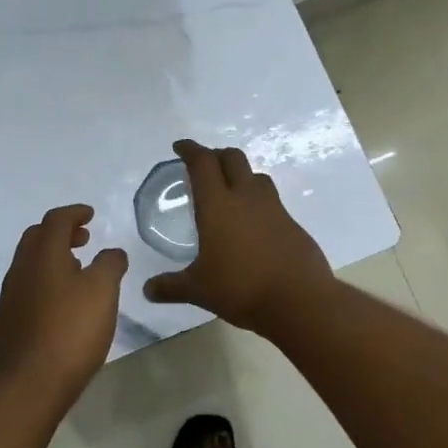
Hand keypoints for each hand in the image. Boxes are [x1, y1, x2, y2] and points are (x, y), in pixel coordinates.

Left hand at [0, 204, 128, 412]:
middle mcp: (21, 270)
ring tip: (77, 270)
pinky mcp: (7, 323)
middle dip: (60, 233)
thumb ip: (110, 264)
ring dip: (52, 258)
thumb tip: (112, 252)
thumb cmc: (71, 330)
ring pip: (30, 264)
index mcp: (43, 255)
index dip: (75, 213)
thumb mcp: (103, 291)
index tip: (90, 215)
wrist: (29, 385)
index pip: (56, 220)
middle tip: (84, 239)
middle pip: (37, 238)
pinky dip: (45, 282)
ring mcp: (10, 297)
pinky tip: (61, 303)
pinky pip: (27, 288)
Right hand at [141, 140, 332, 332]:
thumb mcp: (199, 290)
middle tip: (204, 166)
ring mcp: (274, 208)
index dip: (190, 150)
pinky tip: (252, 223)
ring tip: (230, 190)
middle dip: (216, 155)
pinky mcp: (292, 223)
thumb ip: (171, 286)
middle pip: (233, 158)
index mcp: (218, 204)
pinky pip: (271, 201)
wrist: (299, 300)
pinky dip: (257, 201)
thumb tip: (148, 290)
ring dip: (240, 175)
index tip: (180, 147)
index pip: (203, 163)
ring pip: (256, 176)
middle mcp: (246, 197)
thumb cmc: (241, 288)